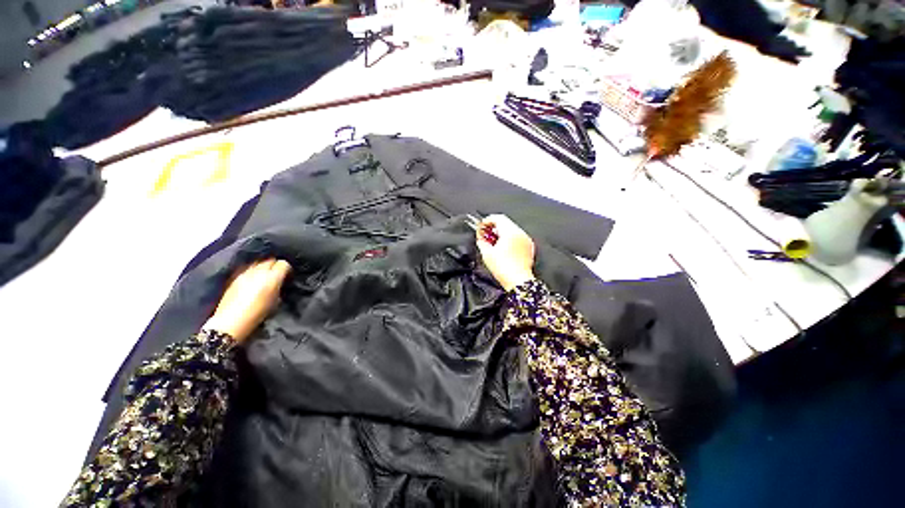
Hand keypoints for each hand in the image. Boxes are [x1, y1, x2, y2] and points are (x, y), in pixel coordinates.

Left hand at [203, 259, 291, 343]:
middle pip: (270, 260)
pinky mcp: (235, 277)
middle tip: (277, 274)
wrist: (231, 322)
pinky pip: (248, 268)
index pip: (283, 264)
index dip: (286, 269)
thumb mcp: (276, 301)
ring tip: (264, 276)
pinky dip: (253, 271)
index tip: (287, 275)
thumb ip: (279, 287)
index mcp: (272, 278)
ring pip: (258, 262)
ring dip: (263, 267)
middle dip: (275, 265)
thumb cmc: (258, 314)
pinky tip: (253, 279)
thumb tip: (280, 281)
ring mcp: (245, 273)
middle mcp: (258, 272)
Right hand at [475, 214, 535, 291]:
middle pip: (505, 222)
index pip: (498, 218)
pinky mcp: (528, 247)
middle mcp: (520, 233)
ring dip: (501, 232)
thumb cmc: (504, 269)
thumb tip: (480, 237)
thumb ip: (482, 241)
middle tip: (485, 234)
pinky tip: (502, 247)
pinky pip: (517, 237)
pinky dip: (509, 238)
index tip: (481, 227)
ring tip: (493, 242)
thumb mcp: (487, 254)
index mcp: (510, 232)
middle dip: (493, 227)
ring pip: (512, 229)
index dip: (487, 221)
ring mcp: (526, 240)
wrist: (519, 281)